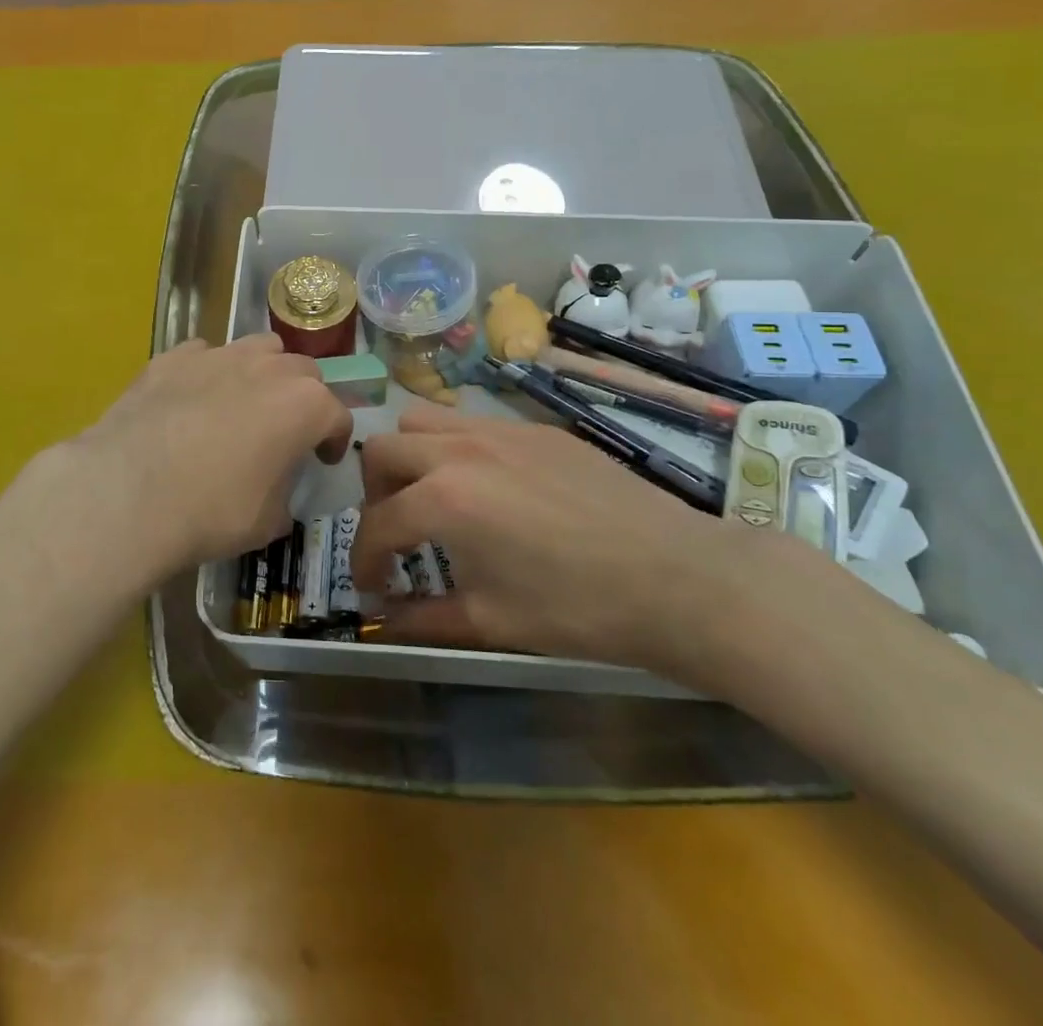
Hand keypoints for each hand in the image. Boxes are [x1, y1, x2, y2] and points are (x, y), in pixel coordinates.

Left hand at [59, 335, 352, 579]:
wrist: (127, 494)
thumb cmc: (211, 512)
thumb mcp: (268, 521)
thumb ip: (285, 493)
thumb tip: (277, 488)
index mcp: (304, 405)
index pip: (337, 415)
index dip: (335, 439)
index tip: (323, 460)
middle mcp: (268, 368)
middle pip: (303, 372)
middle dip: (304, 398)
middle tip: (286, 430)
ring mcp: (219, 356)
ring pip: (259, 348)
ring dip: (264, 372)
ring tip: (245, 402)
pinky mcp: (174, 357)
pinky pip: (205, 355)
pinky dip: (210, 373)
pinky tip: (192, 400)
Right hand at [354, 406, 752, 679]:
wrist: (678, 578)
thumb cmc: (580, 609)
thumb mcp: (492, 622)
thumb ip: (424, 618)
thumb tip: (384, 620)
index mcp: (443, 499)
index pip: (377, 523)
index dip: (364, 560)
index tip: (373, 586)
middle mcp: (460, 450)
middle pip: (383, 450)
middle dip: (374, 495)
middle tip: (397, 534)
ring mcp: (500, 430)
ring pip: (424, 420)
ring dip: (410, 457)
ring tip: (433, 497)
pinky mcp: (535, 427)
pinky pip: (472, 423)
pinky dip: (456, 449)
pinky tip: (490, 489)